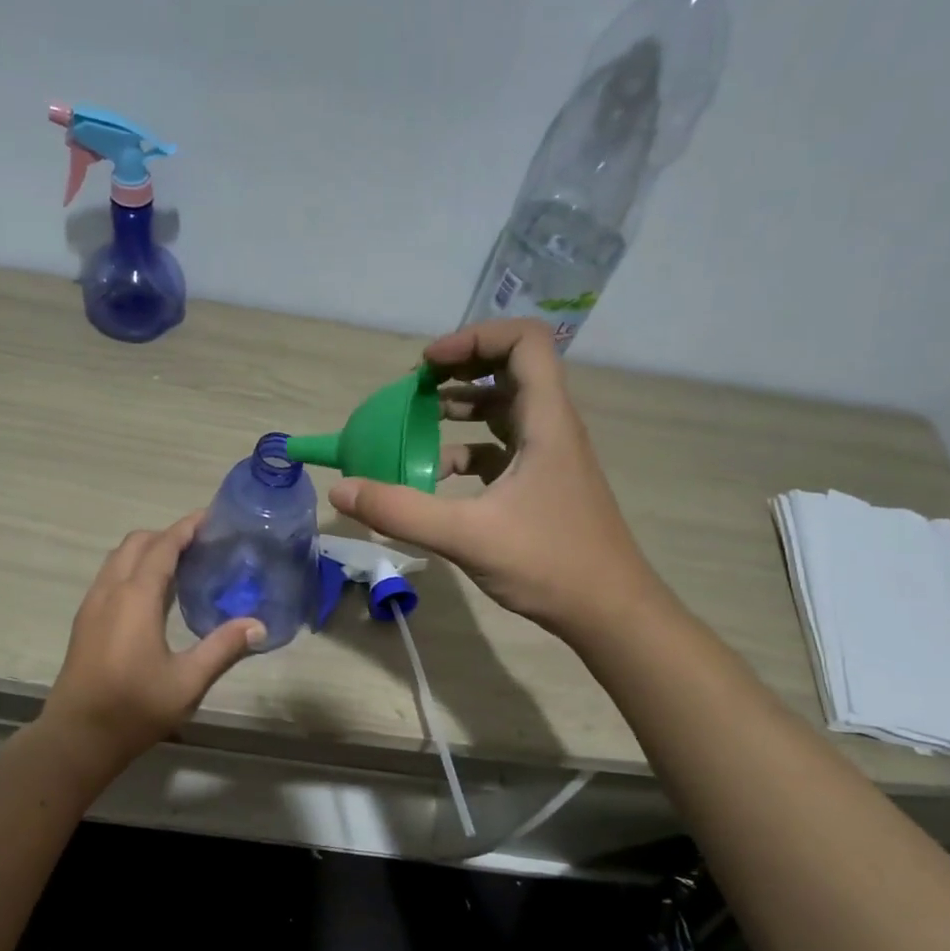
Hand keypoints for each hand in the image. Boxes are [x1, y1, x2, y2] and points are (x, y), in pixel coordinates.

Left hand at [41, 513, 264, 764]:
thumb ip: (223, 648)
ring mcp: (92, 605)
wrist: (77, 737)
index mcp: (135, 597)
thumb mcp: (188, 681)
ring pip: (118, 558)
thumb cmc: (134, 708)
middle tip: (201, 544)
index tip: (210, 517)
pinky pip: (110, 577)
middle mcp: (110, 591)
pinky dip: (132, 569)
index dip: (186, 527)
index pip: (162, 546)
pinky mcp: (84, 622)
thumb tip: (258, 625)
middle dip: (167, 535)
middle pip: (137, 543)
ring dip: (147, 551)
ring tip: (181, 564)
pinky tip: (153, 595)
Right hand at [328, 318, 665, 642]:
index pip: (525, 342)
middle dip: (459, 369)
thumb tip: (341, 489)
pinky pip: (499, 449)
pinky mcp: (540, 485)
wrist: (609, 612)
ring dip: (460, 408)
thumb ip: (400, 511)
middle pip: (510, 369)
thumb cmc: (549, 563)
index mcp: (546, 421)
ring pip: (503, 410)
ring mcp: (548, 457)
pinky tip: (435, 477)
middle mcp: (551, 428)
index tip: (428, 364)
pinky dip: (465, 451)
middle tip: (414, 387)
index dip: (474, 338)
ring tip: (414, 422)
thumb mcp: (467, 536)